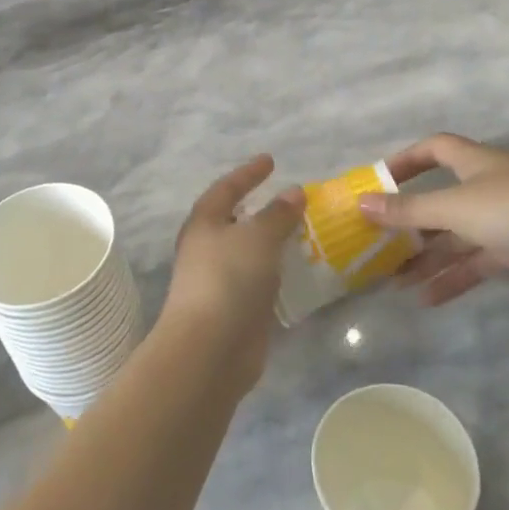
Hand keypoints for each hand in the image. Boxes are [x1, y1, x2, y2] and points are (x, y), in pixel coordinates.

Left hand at [161, 156, 306, 391]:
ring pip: (249, 251)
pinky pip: (260, 279)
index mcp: (205, 223)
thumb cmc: (229, 279)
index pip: (227, 188)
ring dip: (272, 241)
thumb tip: (293, 191)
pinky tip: (299, 269)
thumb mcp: (258, 237)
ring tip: (303, 231)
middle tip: (289, 198)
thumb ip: (278, 214)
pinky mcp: (236, 308)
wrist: (210, 349)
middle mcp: (208, 248)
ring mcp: (221, 280)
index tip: (270, 160)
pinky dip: (277, 270)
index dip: (248, 173)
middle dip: (260, 208)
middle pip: (235, 220)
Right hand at [359, 134, 508, 304]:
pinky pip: (474, 261)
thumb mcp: (456, 208)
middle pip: (439, 200)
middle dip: (409, 222)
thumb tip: (361, 203)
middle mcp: (487, 186)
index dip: (406, 161)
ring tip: (393, 281)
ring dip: (426, 257)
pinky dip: (452, 277)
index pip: (434, 149)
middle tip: (378, 244)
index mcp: (475, 162)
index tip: (378, 182)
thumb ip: (409, 209)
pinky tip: (426, 298)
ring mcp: (503, 219)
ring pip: (454, 236)